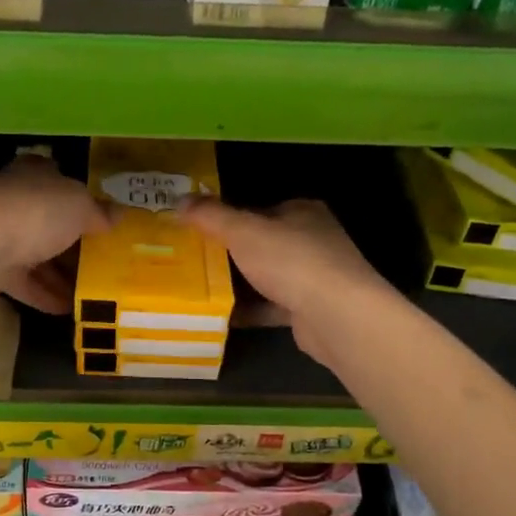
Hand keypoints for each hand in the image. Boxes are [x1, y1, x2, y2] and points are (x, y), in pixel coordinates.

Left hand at [0, 155, 107, 314]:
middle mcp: (12, 197)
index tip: (99, 215)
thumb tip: (118, 213)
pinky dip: (43, 293)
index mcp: (32, 172)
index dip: (78, 193)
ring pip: (35, 252)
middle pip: (47, 217)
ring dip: (59, 272)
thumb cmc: (34, 213)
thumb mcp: (79, 207)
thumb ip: (98, 211)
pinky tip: (66, 308)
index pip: (56, 174)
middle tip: (101, 259)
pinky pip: (22, 281)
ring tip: (89, 290)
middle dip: (72, 238)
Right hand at [178, 198, 388, 363]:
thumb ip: (211, 216)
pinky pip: (273, 306)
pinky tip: (223, 316)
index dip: (230, 217)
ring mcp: (315, 277)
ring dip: (241, 283)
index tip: (200, 230)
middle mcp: (313, 240)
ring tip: (202, 287)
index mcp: (302, 212)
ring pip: (269, 276)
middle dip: (232, 252)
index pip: (261, 209)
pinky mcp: (311, 309)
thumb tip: (180, 200)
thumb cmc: (290, 260)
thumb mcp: (242, 231)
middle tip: (195, 260)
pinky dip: (250, 310)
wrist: (336, 315)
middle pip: (264, 243)